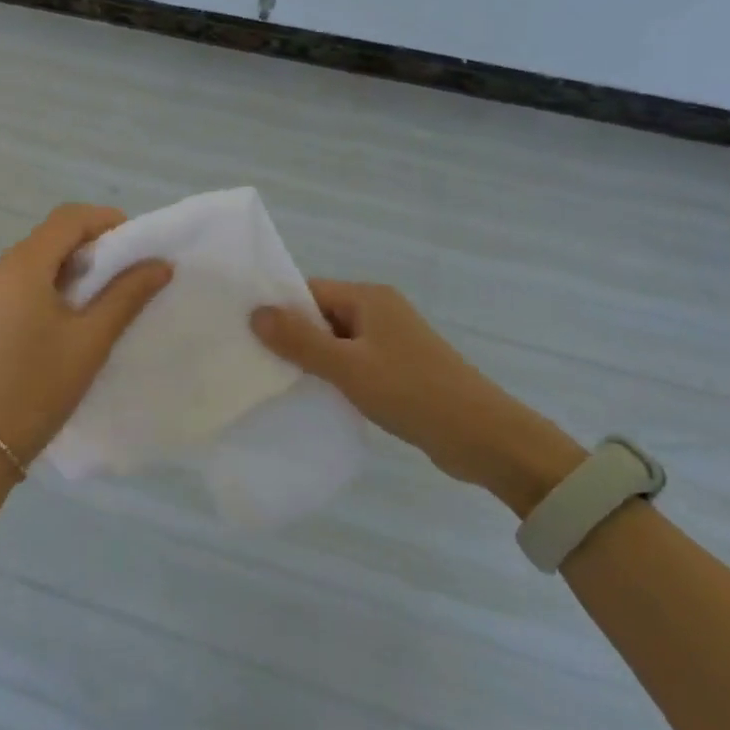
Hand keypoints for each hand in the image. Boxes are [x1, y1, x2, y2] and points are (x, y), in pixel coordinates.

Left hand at [0, 204, 170, 465]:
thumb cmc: (38, 387)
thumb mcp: (91, 340)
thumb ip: (127, 294)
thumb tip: (160, 263)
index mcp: (22, 266)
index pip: (68, 218)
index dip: (106, 221)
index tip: (137, 245)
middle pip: (51, 235)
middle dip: (92, 244)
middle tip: (126, 273)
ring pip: (35, 259)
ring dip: (71, 266)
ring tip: (102, 297)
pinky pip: (19, 282)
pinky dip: (49, 284)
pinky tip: (68, 317)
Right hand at [251, 281, 582, 506]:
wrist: (483, 437)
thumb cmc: (412, 392)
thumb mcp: (348, 367)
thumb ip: (300, 340)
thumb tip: (256, 312)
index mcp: (369, 298)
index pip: (310, 291)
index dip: (279, 309)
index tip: (246, 332)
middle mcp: (380, 311)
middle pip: (322, 315)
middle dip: (292, 337)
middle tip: (254, 362)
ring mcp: (392, 342)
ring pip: (337, 343)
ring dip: (313, 360)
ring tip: (276, 382)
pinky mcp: (400, 370)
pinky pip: (355, 364)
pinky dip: (335, 376)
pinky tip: (315, 398)